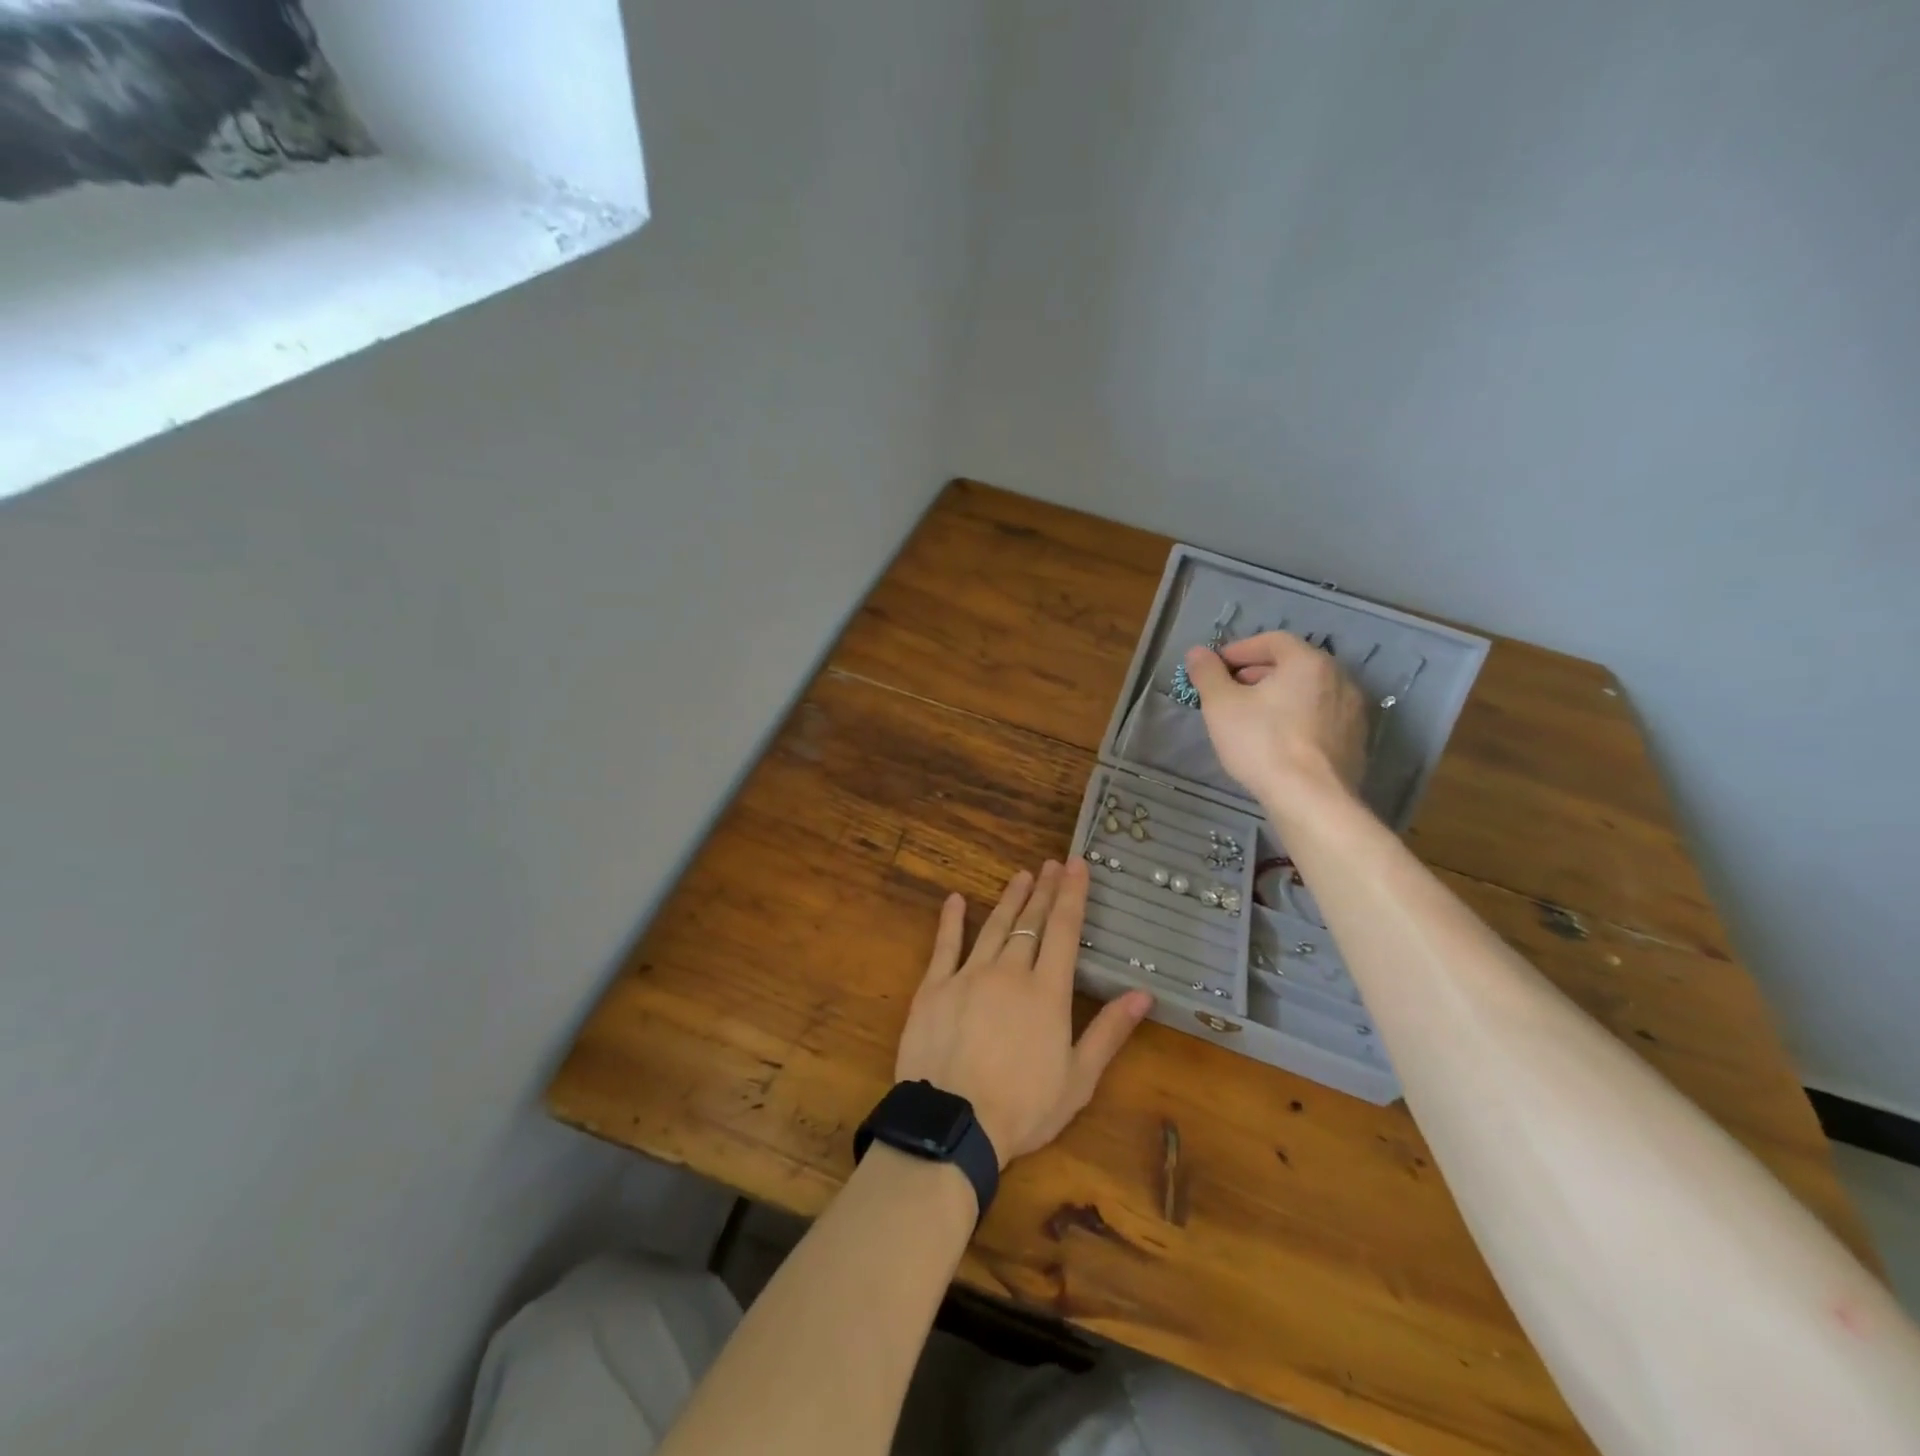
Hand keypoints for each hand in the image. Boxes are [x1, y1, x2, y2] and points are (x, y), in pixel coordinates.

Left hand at [897, 860, 1151, 1167]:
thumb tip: (1143, 993)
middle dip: (1044, 890)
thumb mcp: (1078, 1079)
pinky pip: (945, 945)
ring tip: (1021, 875)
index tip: (1076, 865)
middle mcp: (1010, 972)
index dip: (1072, 895)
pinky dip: (951, 921)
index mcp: (1047, 992)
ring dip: (1009, 899)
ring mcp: (969, 975)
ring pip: (994, 927)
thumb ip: (1109, 1032)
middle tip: (1051, 864)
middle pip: (1031, 922)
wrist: (954, 1123)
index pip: (1064, 931)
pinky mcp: (934, 987)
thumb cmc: (1023, 1108)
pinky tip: (955, 900)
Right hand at [1182, 633, 1369, 818]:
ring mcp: (1353, 711)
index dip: (1240, 650)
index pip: (1273, 640)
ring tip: (1252, 717)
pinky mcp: (1356, 741)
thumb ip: (1208, 673)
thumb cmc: (1262, 743)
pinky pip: (1321, 717)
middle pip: (1293, 665)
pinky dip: (1298, 718)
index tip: (1216, 668)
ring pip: (1308, 692)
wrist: (1311, 799)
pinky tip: (1278, 741)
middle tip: (1230, 692)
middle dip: (1258, 673)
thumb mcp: (1221, 705)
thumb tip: (1198, 652)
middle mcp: (1339, 678)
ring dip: (1279, 696)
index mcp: (1308, 662)